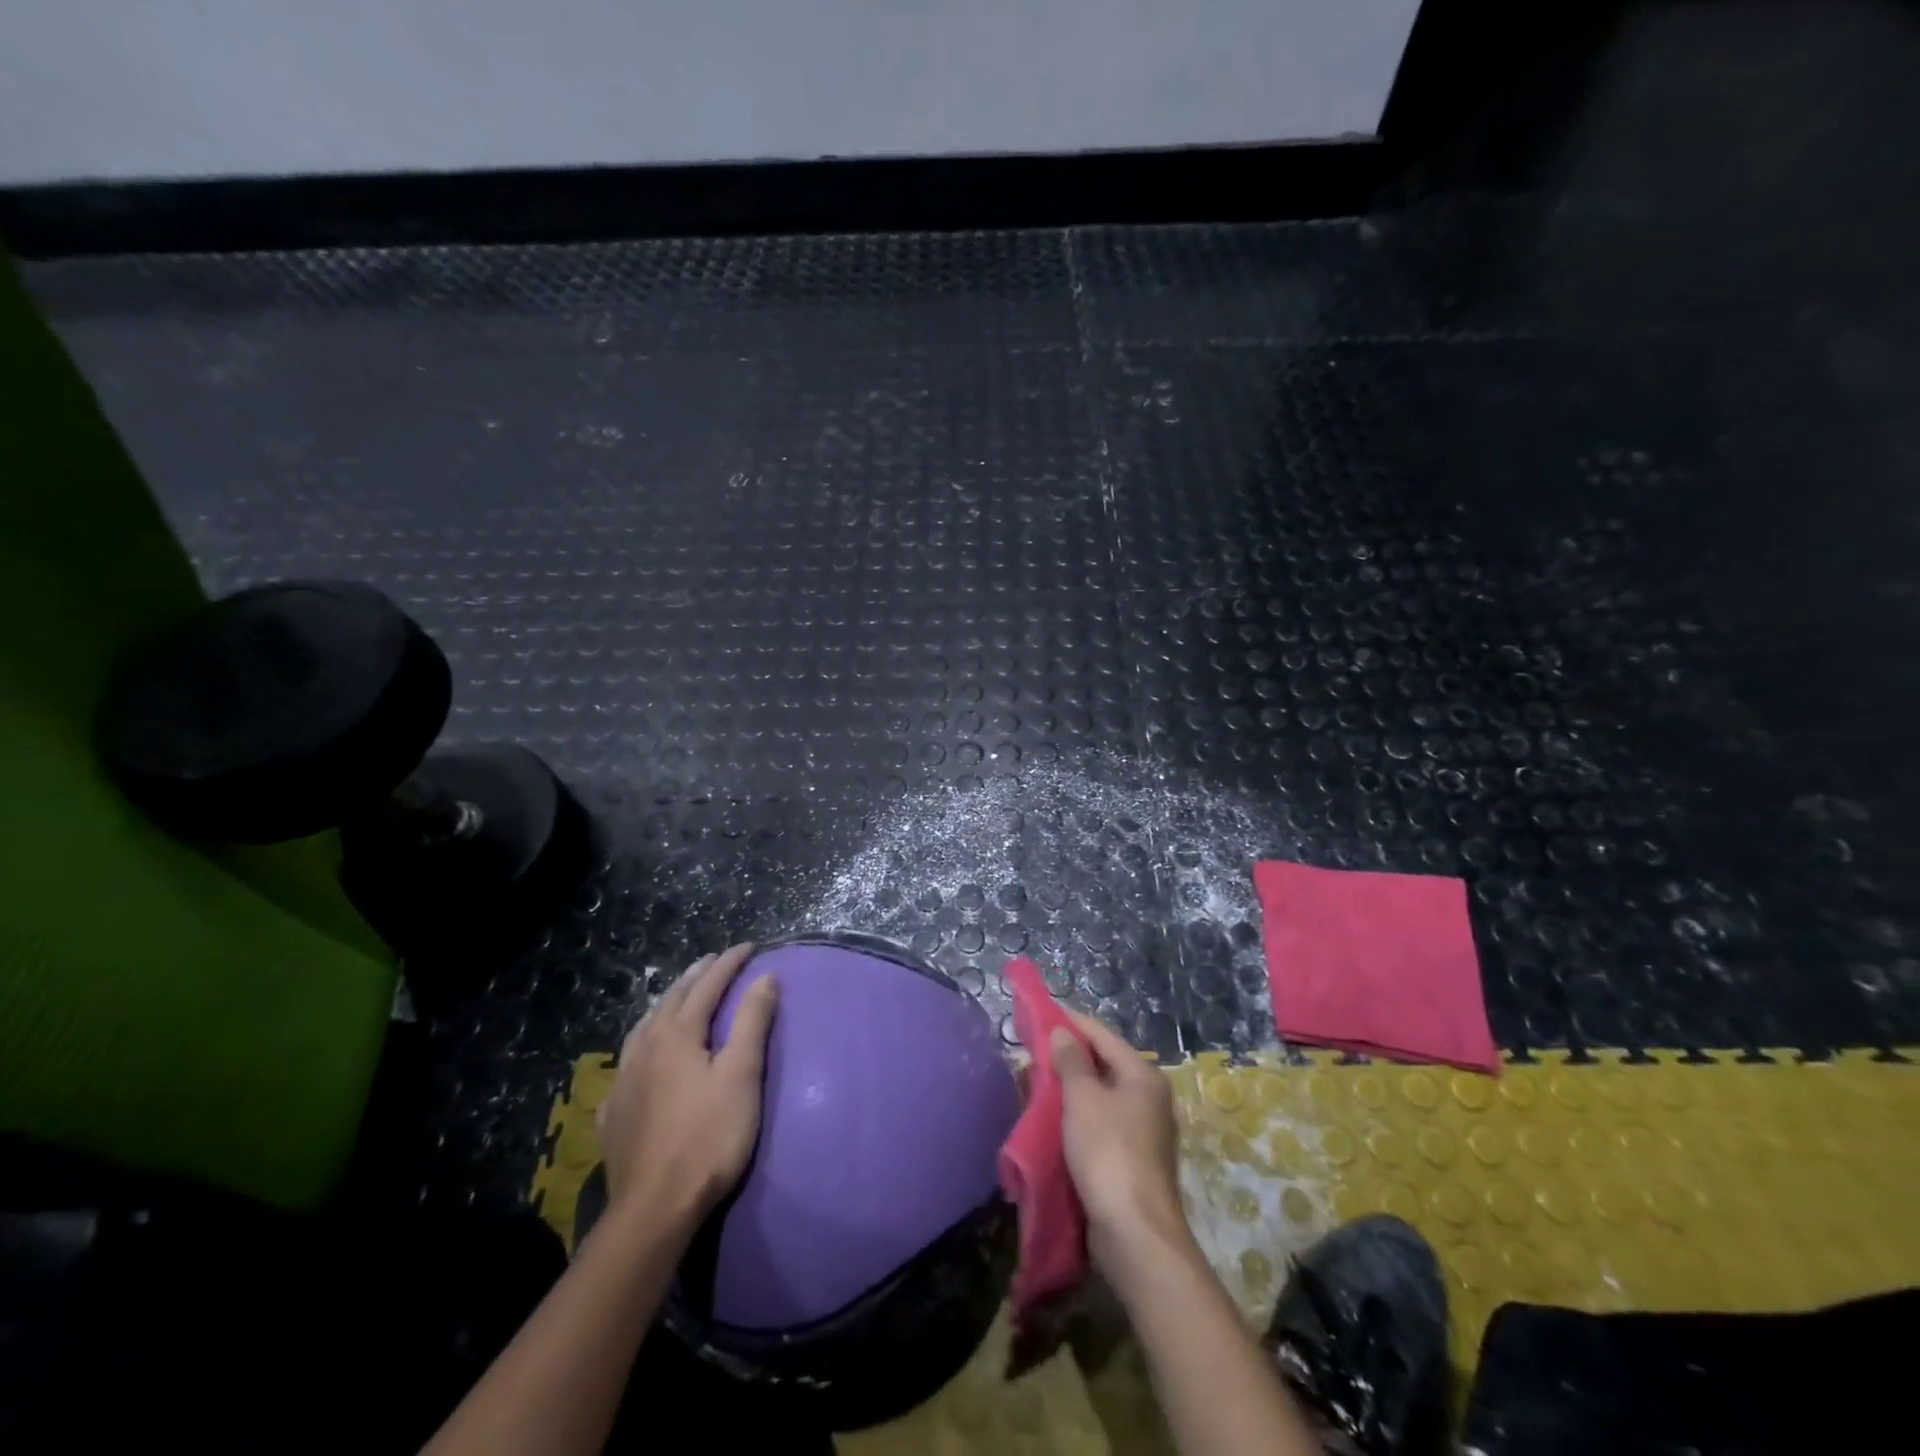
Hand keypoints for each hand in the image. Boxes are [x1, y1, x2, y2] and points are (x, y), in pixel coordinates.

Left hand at [596, 944, 778, 1222]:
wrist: (654, 1208)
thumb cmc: (709, 1136)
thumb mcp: (742, 1075)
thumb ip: (752, 1022)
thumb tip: (764, 977)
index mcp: (678, 1034)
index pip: (708, 985)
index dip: (729, 963)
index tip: (749, 947)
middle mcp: (645, 1047)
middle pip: (672, 999)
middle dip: (697, 976)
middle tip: (714, 961)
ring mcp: (625, 1080)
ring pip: (644, 1026)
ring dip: (667, 1004)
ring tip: (679, 996)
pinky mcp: (614, 1112)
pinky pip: (628, 1061)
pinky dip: (644, 1042)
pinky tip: (643, 1056)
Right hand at [1050, 1010, 1193, 1275]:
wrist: (1135, 1234)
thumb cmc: (1109, 1153)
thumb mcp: (1083, 1099)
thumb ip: (1070, 1061)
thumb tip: (1063, 1031)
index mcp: (1142, 1075)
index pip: (1101, 1034)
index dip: (1069, 1022)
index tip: (1038, 1016)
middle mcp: (1147, 1097)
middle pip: (1101, 1064)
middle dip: (1065, 1058)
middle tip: (1030, 1055)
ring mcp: (1142, 1130)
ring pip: (1098, 1096)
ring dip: (1068, 1090)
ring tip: (1034, 1086)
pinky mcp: (1130, 1160)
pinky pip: (1098, 1124)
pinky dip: (1075, 1118)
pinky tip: (1051, 1122)